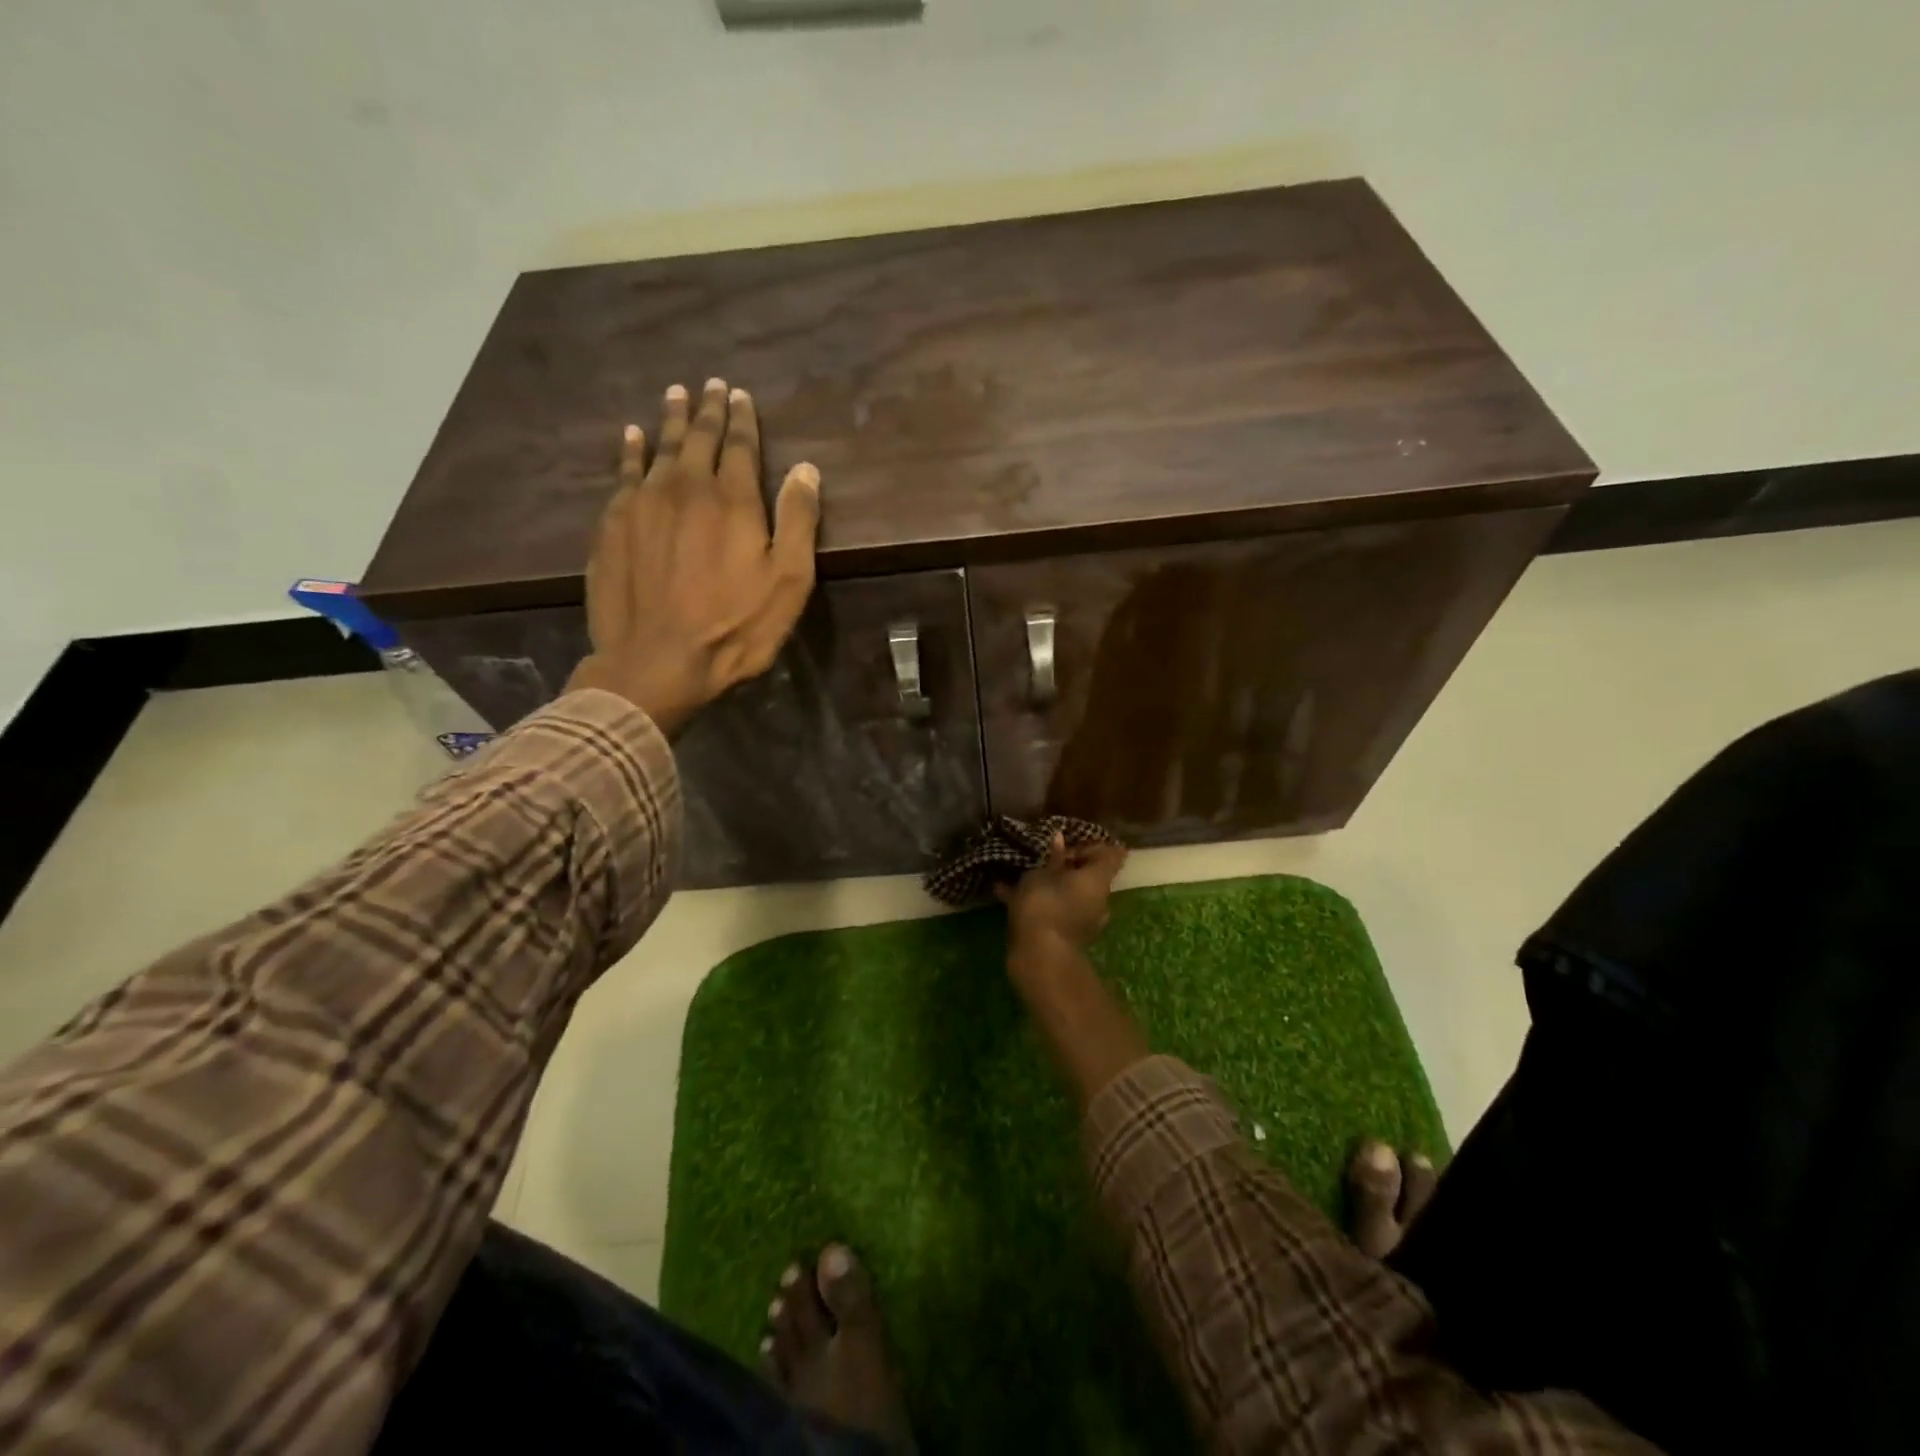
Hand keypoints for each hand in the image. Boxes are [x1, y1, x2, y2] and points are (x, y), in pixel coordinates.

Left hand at [566, 379, 820, 734]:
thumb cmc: (735, 627)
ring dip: (670, 421)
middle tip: (710, 385)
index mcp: (732, 500)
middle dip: (707, 410)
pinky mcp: (613, 525)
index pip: (739, 446)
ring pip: (659, 449)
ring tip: (675, 395)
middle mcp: (685, 488)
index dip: (742, 419)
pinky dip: (630, 451)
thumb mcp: (788, 582)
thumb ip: (798, 521)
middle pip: (698, 439)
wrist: (656, 661)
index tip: (740, 395)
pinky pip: (624, 474)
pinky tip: (631, 437)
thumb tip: (805, 468)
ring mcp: (643, 504)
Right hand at [997, 832, 1129, 953]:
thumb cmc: (1044, 904)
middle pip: (1090, 876)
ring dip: (1053, 886)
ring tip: (1021, 877)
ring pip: (1072, 895)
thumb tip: (1060, 838)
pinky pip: (1058, 911)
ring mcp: (1087, 921)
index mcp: (1098, 880)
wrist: (1040, 956)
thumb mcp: (1041, 874)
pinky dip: (1041, 903)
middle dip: (1068, 867)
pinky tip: (1007, 894)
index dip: (1092, 846)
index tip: (1069, 844)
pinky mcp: (1070, 936)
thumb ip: (1053, 857)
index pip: (1110, 855)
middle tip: (1042, 859)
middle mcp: (1099, 899)